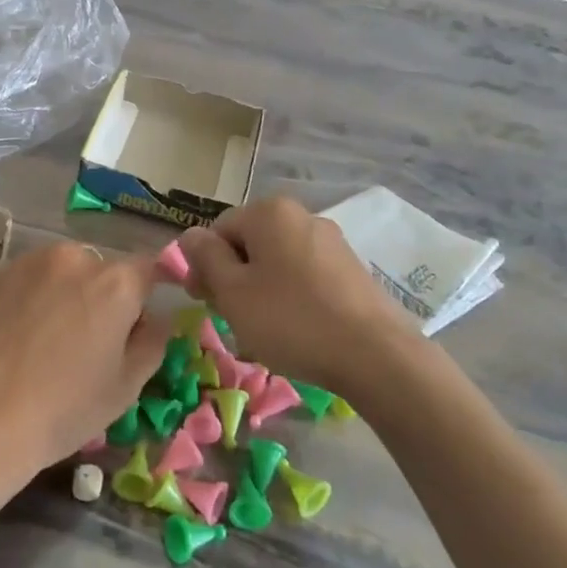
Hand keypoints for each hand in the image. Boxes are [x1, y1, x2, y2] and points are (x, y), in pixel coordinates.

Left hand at [0, 243, 165, 507]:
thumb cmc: (63, 409)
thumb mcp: (126, 387)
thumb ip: (153, 341)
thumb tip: (156, 318)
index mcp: (115, 282)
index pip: (148, 269)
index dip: (146, 296)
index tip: (136, 324)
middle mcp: (73, 257)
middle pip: (101, 269)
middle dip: (102, 296)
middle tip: (87, 341)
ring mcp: (27, 262)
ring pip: (60, 271)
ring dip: (63, 293)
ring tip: (45, 339)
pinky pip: (25, 281)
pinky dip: (28, 299)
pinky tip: (14, 337)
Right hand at [177, 197, 414, 394]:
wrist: (375, 355)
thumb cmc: (291, 319)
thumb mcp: (233, 292)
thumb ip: (206, 258)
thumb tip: (190, 235)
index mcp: (269, 212)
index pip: (218, 230)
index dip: (204, 266)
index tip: (205, 302)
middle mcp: (302, 216)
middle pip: (249, 245)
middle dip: (235, 280)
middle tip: (234, 320)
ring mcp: (331, 242)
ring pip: (277, 264)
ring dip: (262, 293)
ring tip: (266, 333)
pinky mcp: (351, 270)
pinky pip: (306, 278)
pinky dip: (293, 300)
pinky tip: (297, 332)